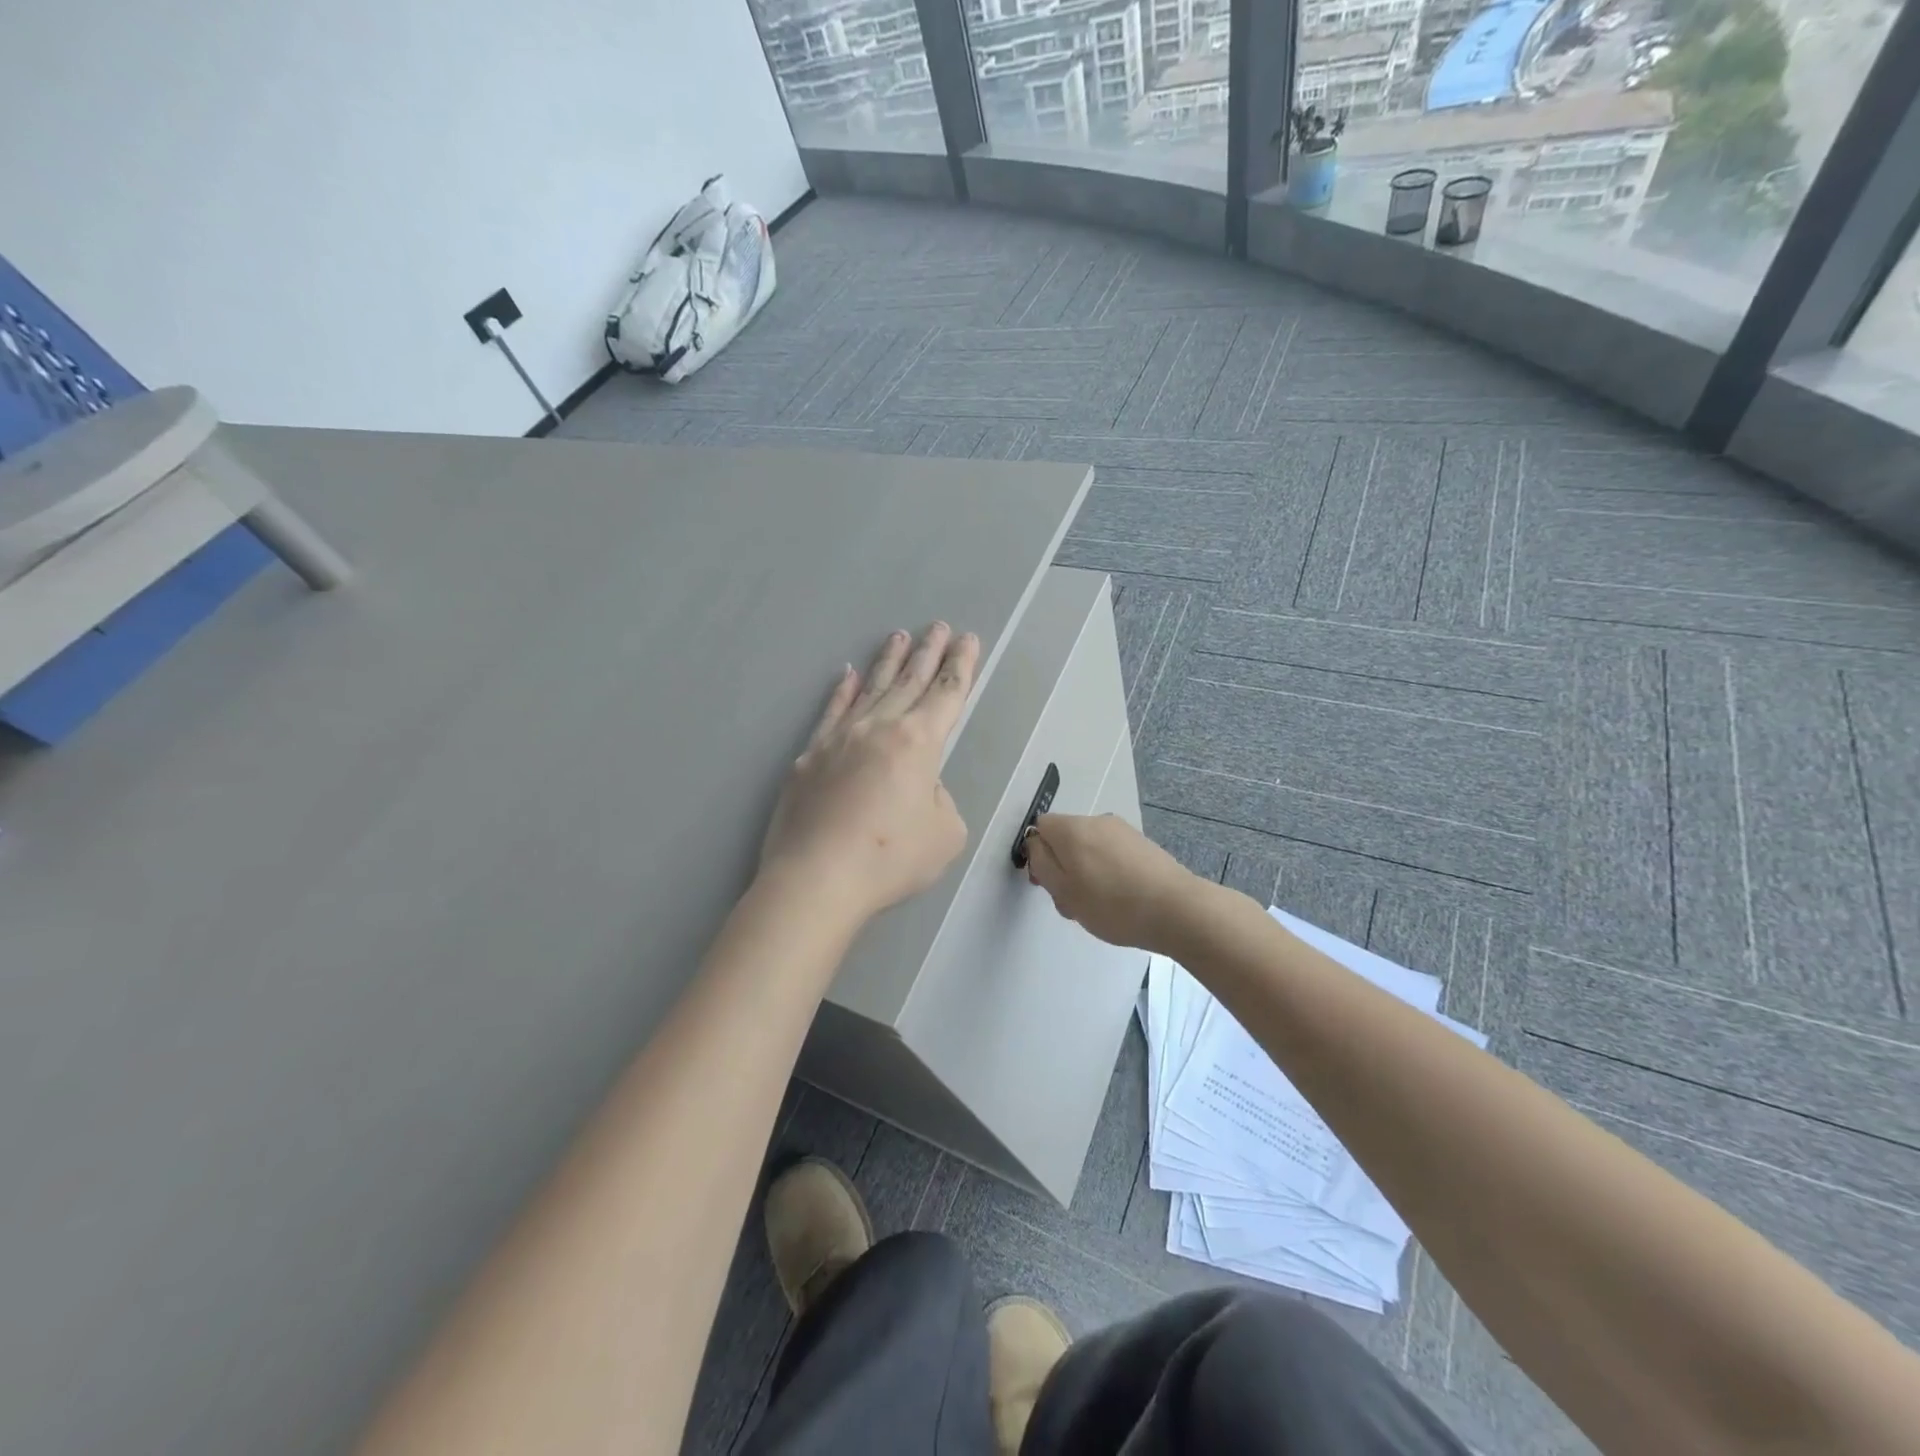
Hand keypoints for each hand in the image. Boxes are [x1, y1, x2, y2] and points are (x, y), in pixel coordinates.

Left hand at [760, 623, 978, 924]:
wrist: (816, 878)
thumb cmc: (890, 859)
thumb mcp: (945, 834)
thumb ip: (940, 799)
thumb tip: (919, 786)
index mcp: (918, 743)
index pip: (947, 694)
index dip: (961, 666)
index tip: (968, 640)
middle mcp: (879, 728)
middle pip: (909, 681)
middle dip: (928, 652)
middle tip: (939, 626)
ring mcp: (839, 738)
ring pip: (870, 689)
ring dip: (888, 661)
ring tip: (899, 636)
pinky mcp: (809, 757)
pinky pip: (831, 712)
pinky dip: (842, 691)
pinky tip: (847, 675)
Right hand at [1023, 813, 1201, 953]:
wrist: (1177, 910)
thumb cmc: (1112, 904)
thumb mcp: (1063, 890)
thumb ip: (1041, 863)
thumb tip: (1036, 843)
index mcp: (1072, 828)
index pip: (1040, 827)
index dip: (1037, 855)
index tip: (1046, 884)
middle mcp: (1097, 821)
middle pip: (1065, 839)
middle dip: (1062, 868)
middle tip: (1072, 904)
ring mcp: (1123, 832)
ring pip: (1089, 849)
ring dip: (1085, 874)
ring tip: (1099, 907)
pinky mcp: (1144, 845)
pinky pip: (1112, 855)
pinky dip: (1109, 874)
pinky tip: (1121, 901)